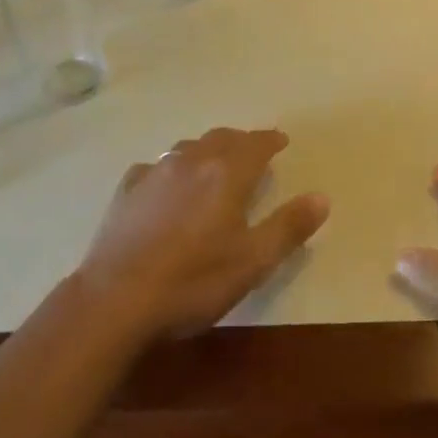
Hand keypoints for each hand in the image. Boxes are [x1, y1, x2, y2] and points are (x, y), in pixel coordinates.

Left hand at [76, 128, 330, 343]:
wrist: (116, 298)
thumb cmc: (194, 281)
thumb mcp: (253, 262)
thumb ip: (289, 227)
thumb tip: (321, 196)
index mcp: (226, 173)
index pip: (255, 144)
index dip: (271, 140)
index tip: (281, 141)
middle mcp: (191, 161)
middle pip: (221, 139)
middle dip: (241, 141)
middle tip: (253, 151)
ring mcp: (155, 172)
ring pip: (188, 148)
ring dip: (208, 150)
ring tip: (215, 163)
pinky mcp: (127, 189)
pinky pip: (157, 167)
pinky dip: (172, 169)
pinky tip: (168, 185)